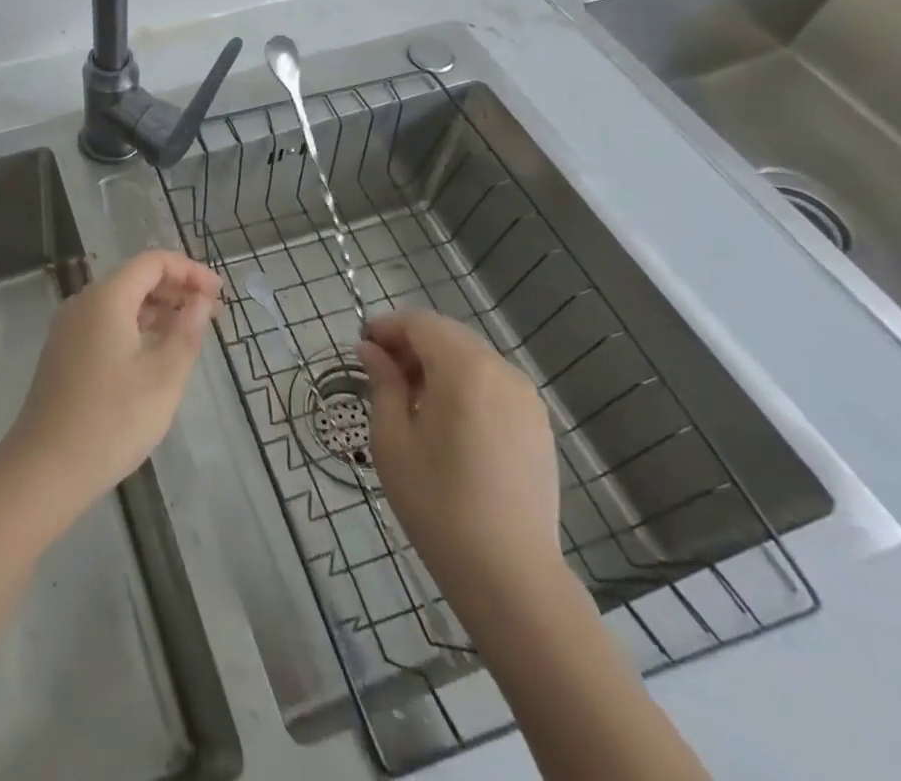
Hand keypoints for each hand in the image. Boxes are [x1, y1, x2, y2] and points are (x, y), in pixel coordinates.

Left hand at [0, 250, 219, 521]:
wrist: (45, 469)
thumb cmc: (112, 420)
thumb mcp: (164, 377)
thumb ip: (187, 332)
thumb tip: (201, 302)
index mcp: (107, 298)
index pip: (152, 262)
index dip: (189, 270)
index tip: (219, 294)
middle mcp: (84, 303)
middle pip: (135, 278)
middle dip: (176, 289)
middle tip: (211, 315)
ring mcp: (70, 329)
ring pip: (120, 303)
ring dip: (157, 310)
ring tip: (190, 333)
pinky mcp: (65, 353)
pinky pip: (106, 324)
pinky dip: (136, 327)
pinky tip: (156, 354)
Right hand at [358, 309, 562, 594]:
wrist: (511, 577)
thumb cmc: (438, 504)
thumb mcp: (392, 439)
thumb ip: (382, 383)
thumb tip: (371, 350)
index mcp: (465, 369)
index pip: (420, 323)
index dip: (387, 327)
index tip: (362, 348)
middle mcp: (502, 372)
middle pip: (448, 336)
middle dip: (411, 345)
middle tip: (380, 374)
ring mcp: (526, 399)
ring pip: (471, 358)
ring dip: (437, 364)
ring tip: (410, 401)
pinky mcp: (538, 425)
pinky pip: (493, 384)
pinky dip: (464, 385)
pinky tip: (446, 422)